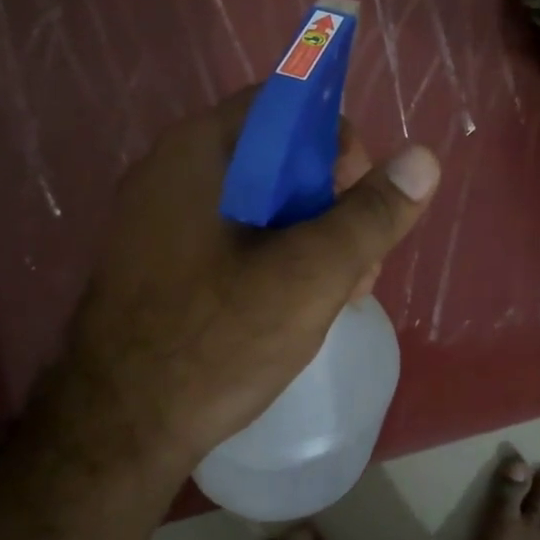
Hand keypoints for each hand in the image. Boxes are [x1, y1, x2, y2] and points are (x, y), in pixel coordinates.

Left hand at [55, 90, 440, 470]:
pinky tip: (300, 306)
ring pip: (260, 202)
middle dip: (332, 202)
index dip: (335, 141)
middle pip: (276, 156)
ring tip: (342, 293)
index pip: (284, 105)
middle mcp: (172, 172)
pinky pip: (234, 237)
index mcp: (199, 152)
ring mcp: (161, 220)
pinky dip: (276, 257)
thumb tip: (423, 158)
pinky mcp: (162, 263)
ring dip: (312, 236)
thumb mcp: (311, 275)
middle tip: (361, 261)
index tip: (362, 197)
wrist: (116, 434)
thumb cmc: (215, 341)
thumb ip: (371, 215)